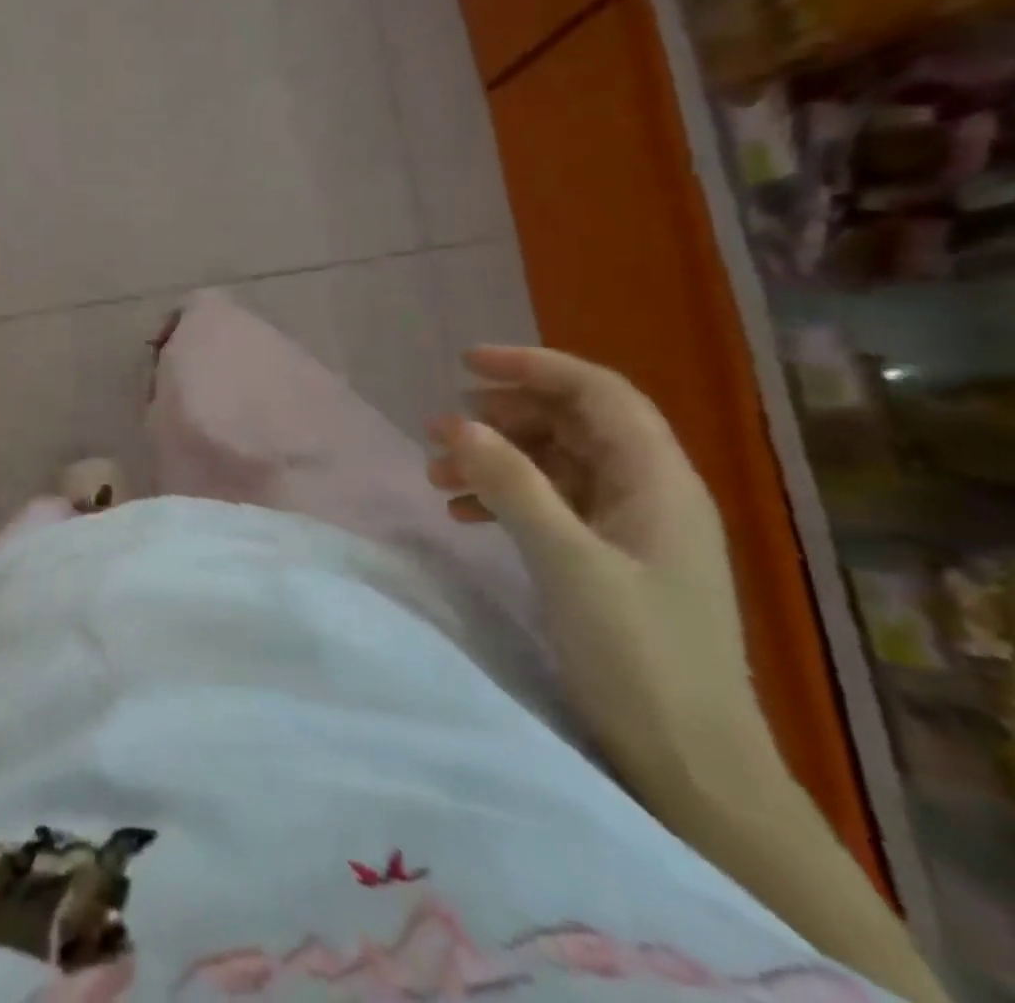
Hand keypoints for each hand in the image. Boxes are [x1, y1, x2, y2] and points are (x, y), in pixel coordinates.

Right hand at [427, 346, 781, 814]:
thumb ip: (513, 485)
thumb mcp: (568, 563)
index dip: (533, 367)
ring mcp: (630, 528)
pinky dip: (505, 497)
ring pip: (555, 463)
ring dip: (496, 459)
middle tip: (438, 430)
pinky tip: (465, 514)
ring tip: (438, 475)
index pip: (597, 393)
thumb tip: (456, 424)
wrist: (693, 767)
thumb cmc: (640, 658)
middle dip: (501, 418)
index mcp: (658, 481)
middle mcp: (649, 492)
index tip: (465, 365)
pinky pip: (551, 503)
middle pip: (571, 424)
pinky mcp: (610, 559)